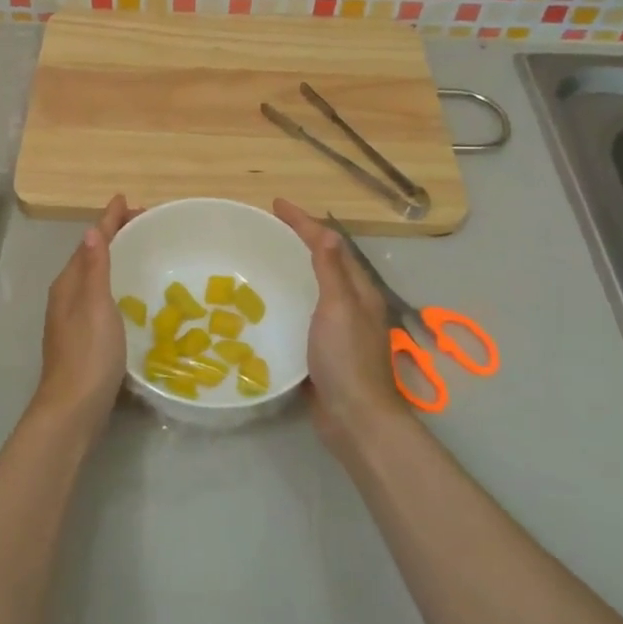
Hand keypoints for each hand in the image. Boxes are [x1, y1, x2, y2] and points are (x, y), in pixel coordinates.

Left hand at [35, 195, 137, 432]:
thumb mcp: (95, 306)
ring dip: (114, 258)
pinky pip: (100, 297)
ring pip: (94, 277)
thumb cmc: (88, 354)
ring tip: (139, 249)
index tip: (126, 200)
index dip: (108, 221)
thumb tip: (91, 230)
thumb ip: (94, 269)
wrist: (74, 409)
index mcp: (69, 285)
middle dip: (113, 236)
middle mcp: (67, 297)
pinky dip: (115, 282)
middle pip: (90, 256)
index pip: (90, 243)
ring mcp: (73, 319)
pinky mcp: (84, 338)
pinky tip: (131, 294)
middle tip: (143, 223)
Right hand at [274, 199, 411, 447]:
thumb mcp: (339, 308)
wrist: (355, 418)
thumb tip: (327, 232)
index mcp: (358, 291)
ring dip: (293, 269)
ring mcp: (338, 329)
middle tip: (268, 228)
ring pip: (314, 288)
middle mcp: (351, 305)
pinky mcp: (323, 350)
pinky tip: (266, 305)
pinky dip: (288, 300)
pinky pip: (303, 314)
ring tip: (264, 259)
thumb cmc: (346, 359)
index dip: (304, 222)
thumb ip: (331, 271)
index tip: (276, 204)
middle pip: (325, 262)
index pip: (330, 245)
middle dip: (299, 241)